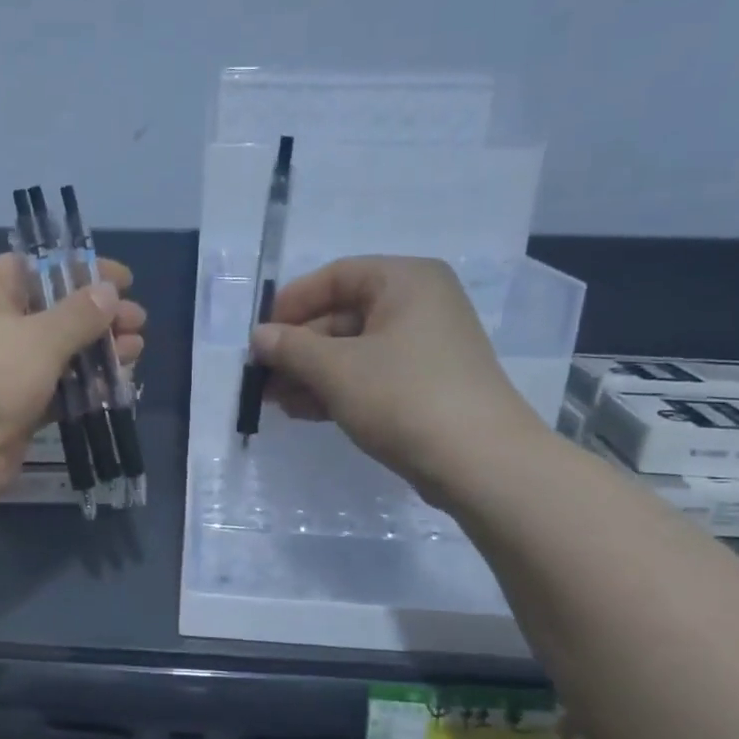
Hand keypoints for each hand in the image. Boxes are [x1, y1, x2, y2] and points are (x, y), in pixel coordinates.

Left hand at [0, 253, 145, 506]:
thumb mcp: (40, 335)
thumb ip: (80, 314)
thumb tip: (109, 291)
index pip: (38, 268)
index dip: (82, 271)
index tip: (124, 280)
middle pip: (52, 312)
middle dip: (97, 317)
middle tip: (138, 323)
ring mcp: (0, 370)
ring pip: (57, 354)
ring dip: (96, 352)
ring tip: (136, 352)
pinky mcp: (11, 410)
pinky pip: (54, 390)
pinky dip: (82, 387)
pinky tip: (115, 386)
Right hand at [248, 256, 545, 504]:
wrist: (479, 462)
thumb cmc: (404, 397)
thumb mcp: (337, 369)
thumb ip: (291, 348)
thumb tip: (258, 337)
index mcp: (406, 281)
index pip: (336, 276)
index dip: (292, 303)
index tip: (259, 335)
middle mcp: (419, 305)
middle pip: (342, 316)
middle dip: (298, 348)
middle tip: (261, 377)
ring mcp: (424, 348)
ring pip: (353, 351)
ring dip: (311, 373)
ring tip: (274, 401)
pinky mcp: (424, 385)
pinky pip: (369, 376)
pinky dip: (336, 389)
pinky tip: (303, 412)